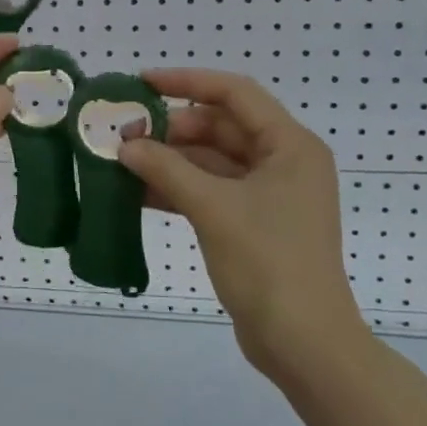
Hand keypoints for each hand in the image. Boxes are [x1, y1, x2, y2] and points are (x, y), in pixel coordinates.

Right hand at [119, 69, 364, 374]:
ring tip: (122, 162)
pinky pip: (211, 191)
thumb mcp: (214, 208)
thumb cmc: (268, 263)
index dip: (187, 82)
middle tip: (125, 137)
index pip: (235, 94)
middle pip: (220, 127)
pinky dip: (178, 189)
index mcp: (290, 145)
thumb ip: (167, 169)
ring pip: (211, 162)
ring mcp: (269, 195)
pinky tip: (138, 193)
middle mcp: (283, 161)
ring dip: (170, 160)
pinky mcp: (253, 223)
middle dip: (171, 130)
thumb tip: (126, 145)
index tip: (142, 84)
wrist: (304, 343)